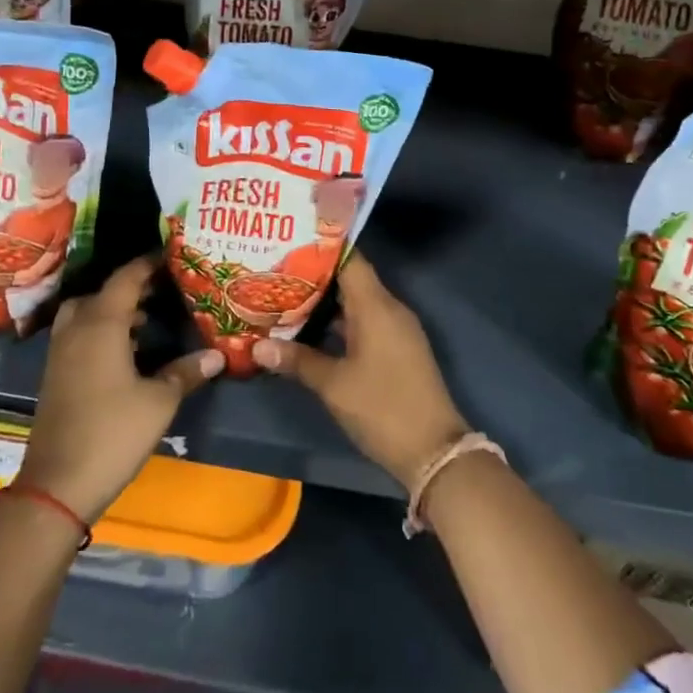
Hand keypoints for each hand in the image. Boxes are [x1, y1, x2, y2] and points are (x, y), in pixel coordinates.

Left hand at [15, 256, 223, 521]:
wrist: (57, 484)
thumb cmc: (113, 432)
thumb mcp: (159, 402)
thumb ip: (186, 372)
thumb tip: (217, 355)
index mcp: (101, 324)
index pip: (126, 279)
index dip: (148, 264)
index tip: (170, 256)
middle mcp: (76, 328)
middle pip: (101, 293)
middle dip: (129, 288)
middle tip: (160, 291)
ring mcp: (60, 352)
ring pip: (85, 314)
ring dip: (112, 310)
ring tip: (146, 320)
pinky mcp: (55, 374)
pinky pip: (78, 334)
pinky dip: (100, 330)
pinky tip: (125, 352)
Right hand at [254, 253, 467, 492]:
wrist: (434, 452)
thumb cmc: (382, 408)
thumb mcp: (334, 385)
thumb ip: (296, 360)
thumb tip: (258, 345)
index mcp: (376, 306)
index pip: (349, 259)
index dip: (321, 248)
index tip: (290, 241)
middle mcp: (389, 309)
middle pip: (350, 279)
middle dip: (314, 275)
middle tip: (276, 269)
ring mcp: (395, 330)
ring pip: (355, 303)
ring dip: (324, 302)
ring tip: (285, 296)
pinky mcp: (396, 350)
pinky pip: (364, 322)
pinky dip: (338, 322)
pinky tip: (310, 330)